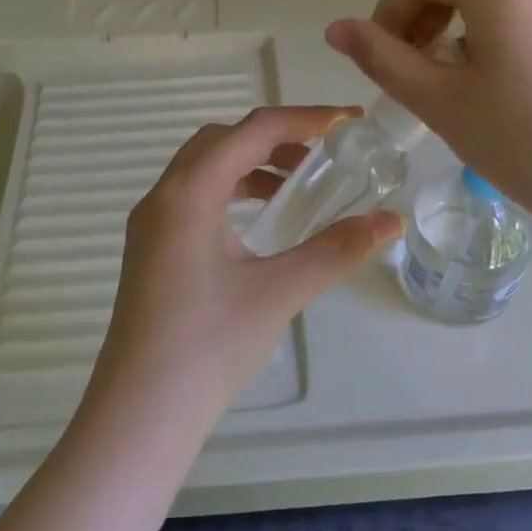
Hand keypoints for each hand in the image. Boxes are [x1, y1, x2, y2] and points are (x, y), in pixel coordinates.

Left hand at [87, 107, 401, 431]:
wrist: (142, 412)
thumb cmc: (209, 345)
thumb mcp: (280, 291)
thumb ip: (336, 249)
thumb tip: (390, 221)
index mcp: (189, 193)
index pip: (251, 131)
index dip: (304, 118)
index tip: (349, 121)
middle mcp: (163, 197)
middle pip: (221, 140)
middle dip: (274, 136)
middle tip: (320, 154)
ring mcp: (150, 225)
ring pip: (203, 168)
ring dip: (249, 164)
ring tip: (294, 187)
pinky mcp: (150, 250)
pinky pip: (193, 197)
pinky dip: (230, 192)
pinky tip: (258, 225)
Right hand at [325, 0, 531, 241]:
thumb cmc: (527, 147)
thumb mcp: (441, 102)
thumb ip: (382, 58)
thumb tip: (336, 29)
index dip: (388, 9)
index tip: (385, 61)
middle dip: (423, 22)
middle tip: (415, 80)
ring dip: (460, 33)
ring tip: (460, 91)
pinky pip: (531, 14)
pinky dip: (500, 38)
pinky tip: (507, 90)